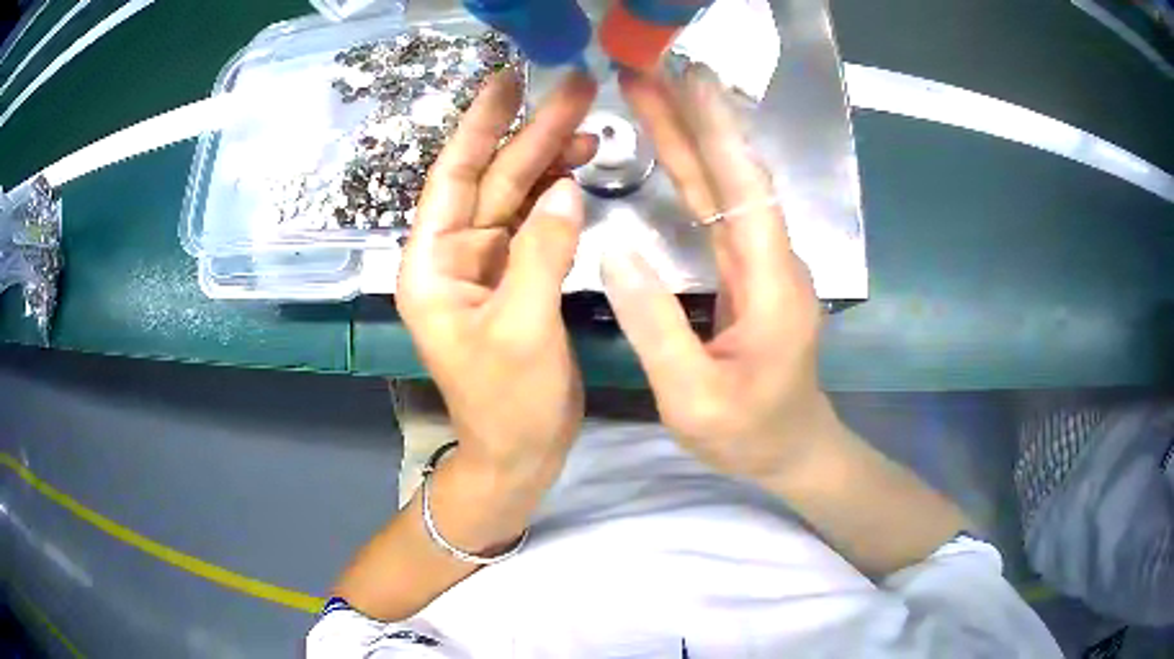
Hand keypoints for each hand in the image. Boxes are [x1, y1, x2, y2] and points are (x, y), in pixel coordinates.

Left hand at [397, 70, 597, 484]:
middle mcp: (453, 256)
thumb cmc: (507, 404)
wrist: (519, 454)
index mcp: (431, 266)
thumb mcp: (523, 328)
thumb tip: (565, 187)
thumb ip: (542, 253)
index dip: (479, 126)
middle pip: (491, 180)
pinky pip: (535, 225)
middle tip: (575, 88)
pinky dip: (558, 198)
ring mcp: (487, 265)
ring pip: (516, 198)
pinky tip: (580, 172)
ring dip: (549, 161)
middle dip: (531, 134)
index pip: (451, 179)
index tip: (506, 80)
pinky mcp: (515, 277)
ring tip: (589, 126)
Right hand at [604, 65, 839, 482]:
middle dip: (695, 119)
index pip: (746, 192)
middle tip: (652, 70)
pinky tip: (674, 146)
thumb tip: (615, 250)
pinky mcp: (748, 270)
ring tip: (652, 92)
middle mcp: (773, 260)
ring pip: (725, 187)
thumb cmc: (748, 433)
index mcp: (772, 286)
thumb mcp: (692, 397)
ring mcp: (762, 262)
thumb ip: (655, 325)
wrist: (791, 448)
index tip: (692, 81)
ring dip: (691, 136)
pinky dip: (696, 171)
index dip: (719, 133)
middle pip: (733, 176)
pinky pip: (720, 210)